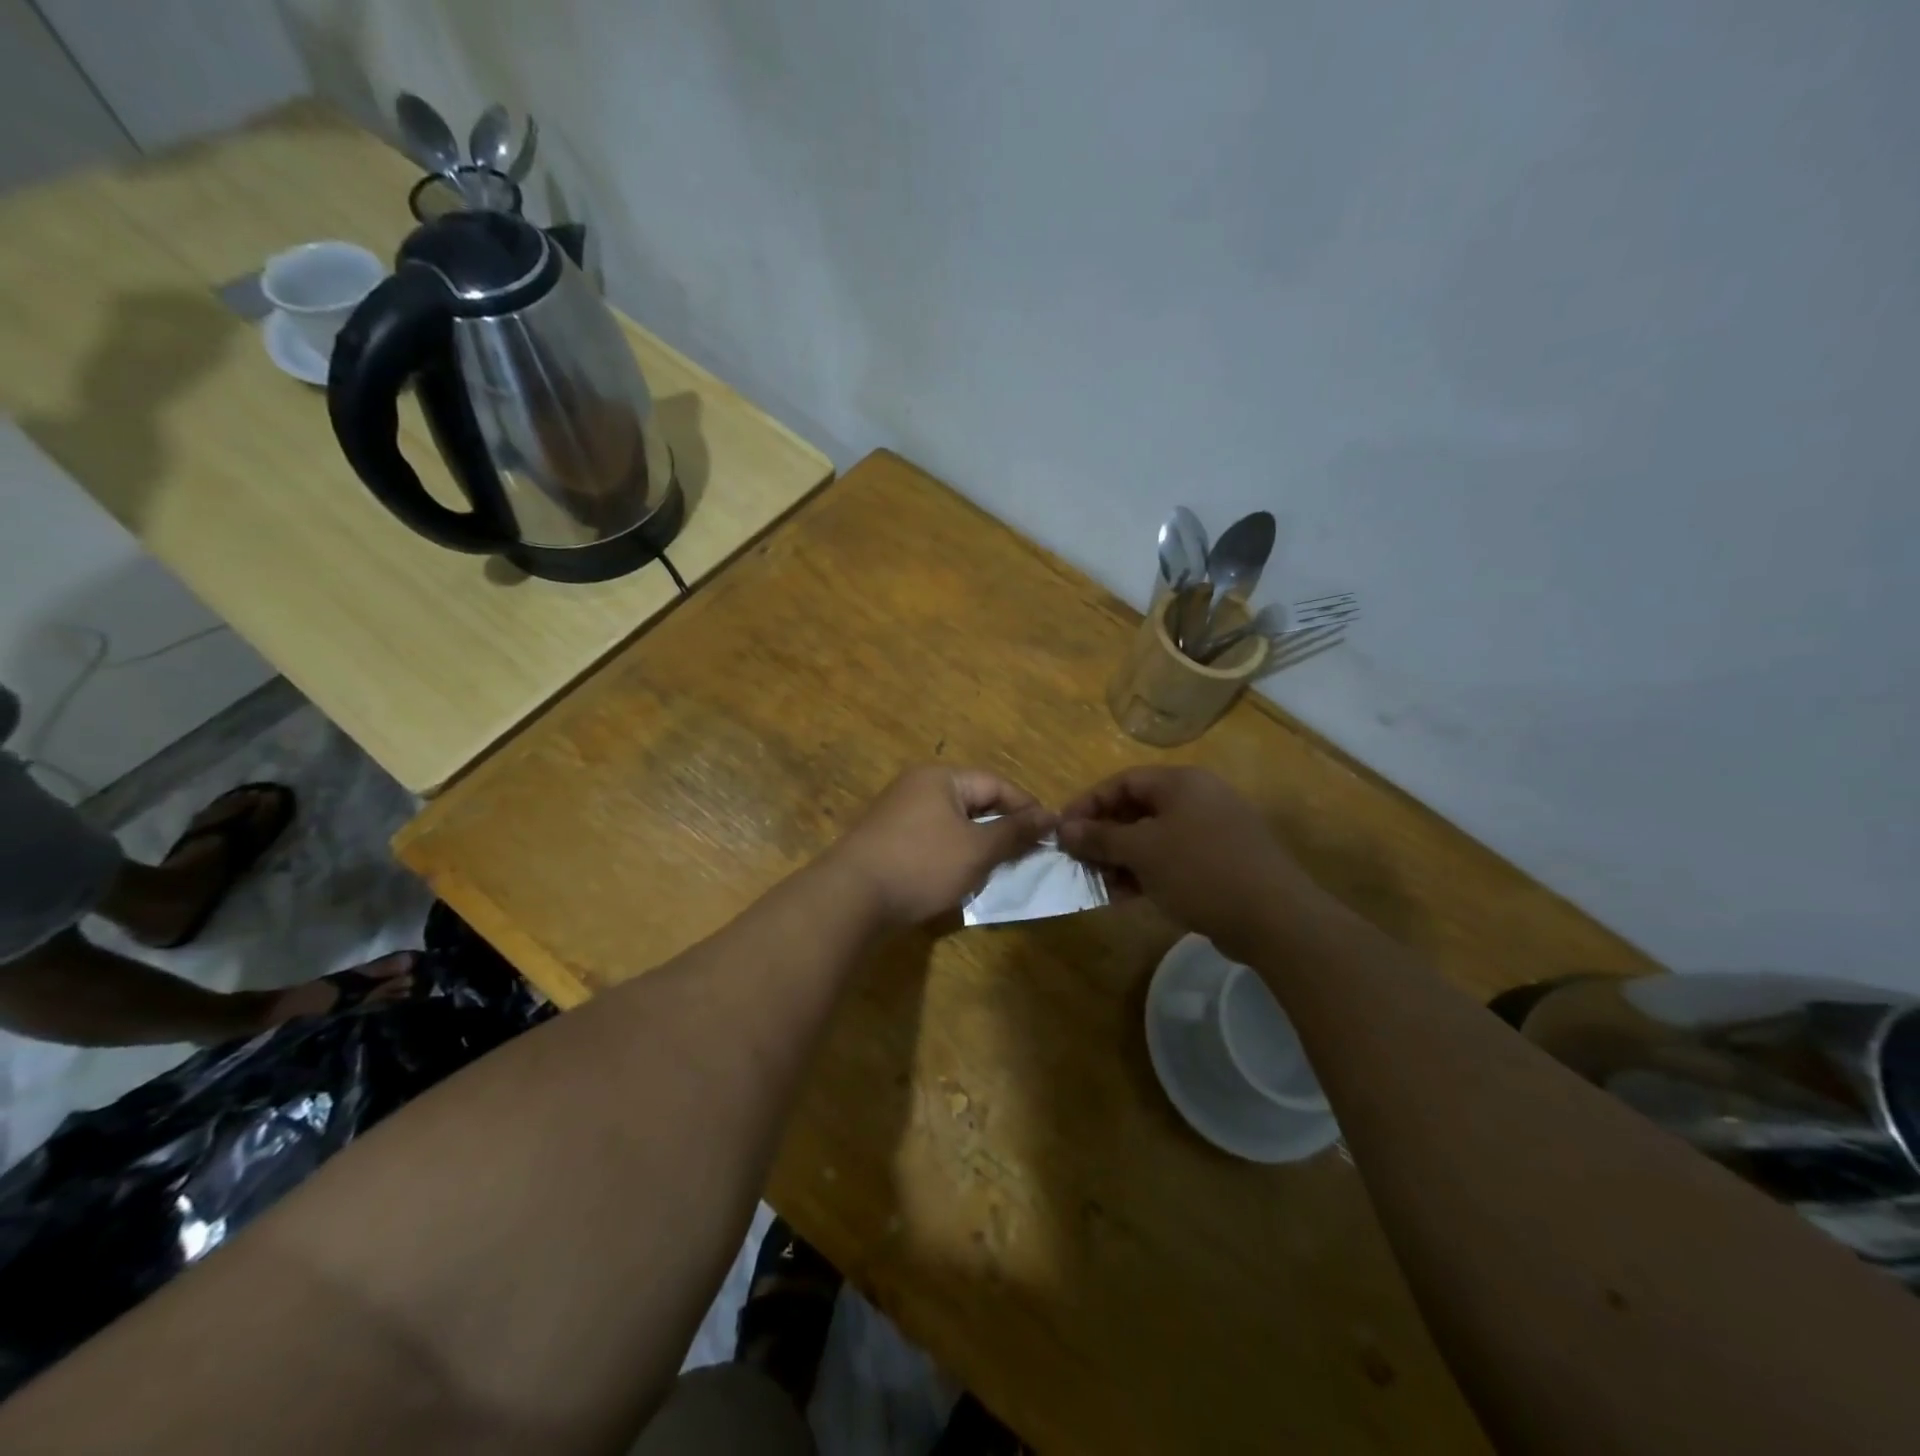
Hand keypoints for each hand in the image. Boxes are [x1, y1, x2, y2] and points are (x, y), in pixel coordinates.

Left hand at [827, 767, 1055, 927]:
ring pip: (954, 824)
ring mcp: (899, 813)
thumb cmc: (922, 864)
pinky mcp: (889, 840)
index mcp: (940, 778)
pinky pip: (933, 840)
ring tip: (999, 870)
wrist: (851, 897)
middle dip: (1002, 828)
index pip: (995, 784)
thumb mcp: (977, 849)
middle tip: (1027, 855)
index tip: (1051, 834)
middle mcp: (918, 787)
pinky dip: (953, 855)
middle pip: (974, 801)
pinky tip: (962, 879)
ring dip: (978, 845)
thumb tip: (1050, 816)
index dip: (1026, 807)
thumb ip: (1015, 831)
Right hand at [1057, 766, 1329, 957]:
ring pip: (1153, 839)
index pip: (1123, 782)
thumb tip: (1064, 828)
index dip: (1088, 803)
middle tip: (1078, 860)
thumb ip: (1100, 837)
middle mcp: (1198, 799)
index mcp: (1181, 783)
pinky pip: (1172, 860)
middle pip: (1137, 810)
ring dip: (1122, 859)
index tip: (1062, 830)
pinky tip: (1126, 897)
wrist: (1274, 918)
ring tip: (1099, 885)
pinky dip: (1147, 873)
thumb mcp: (1142, 851)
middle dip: (1104, 836)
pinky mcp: (1220, 863)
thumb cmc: (1200, 870)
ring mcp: (1212, 832)